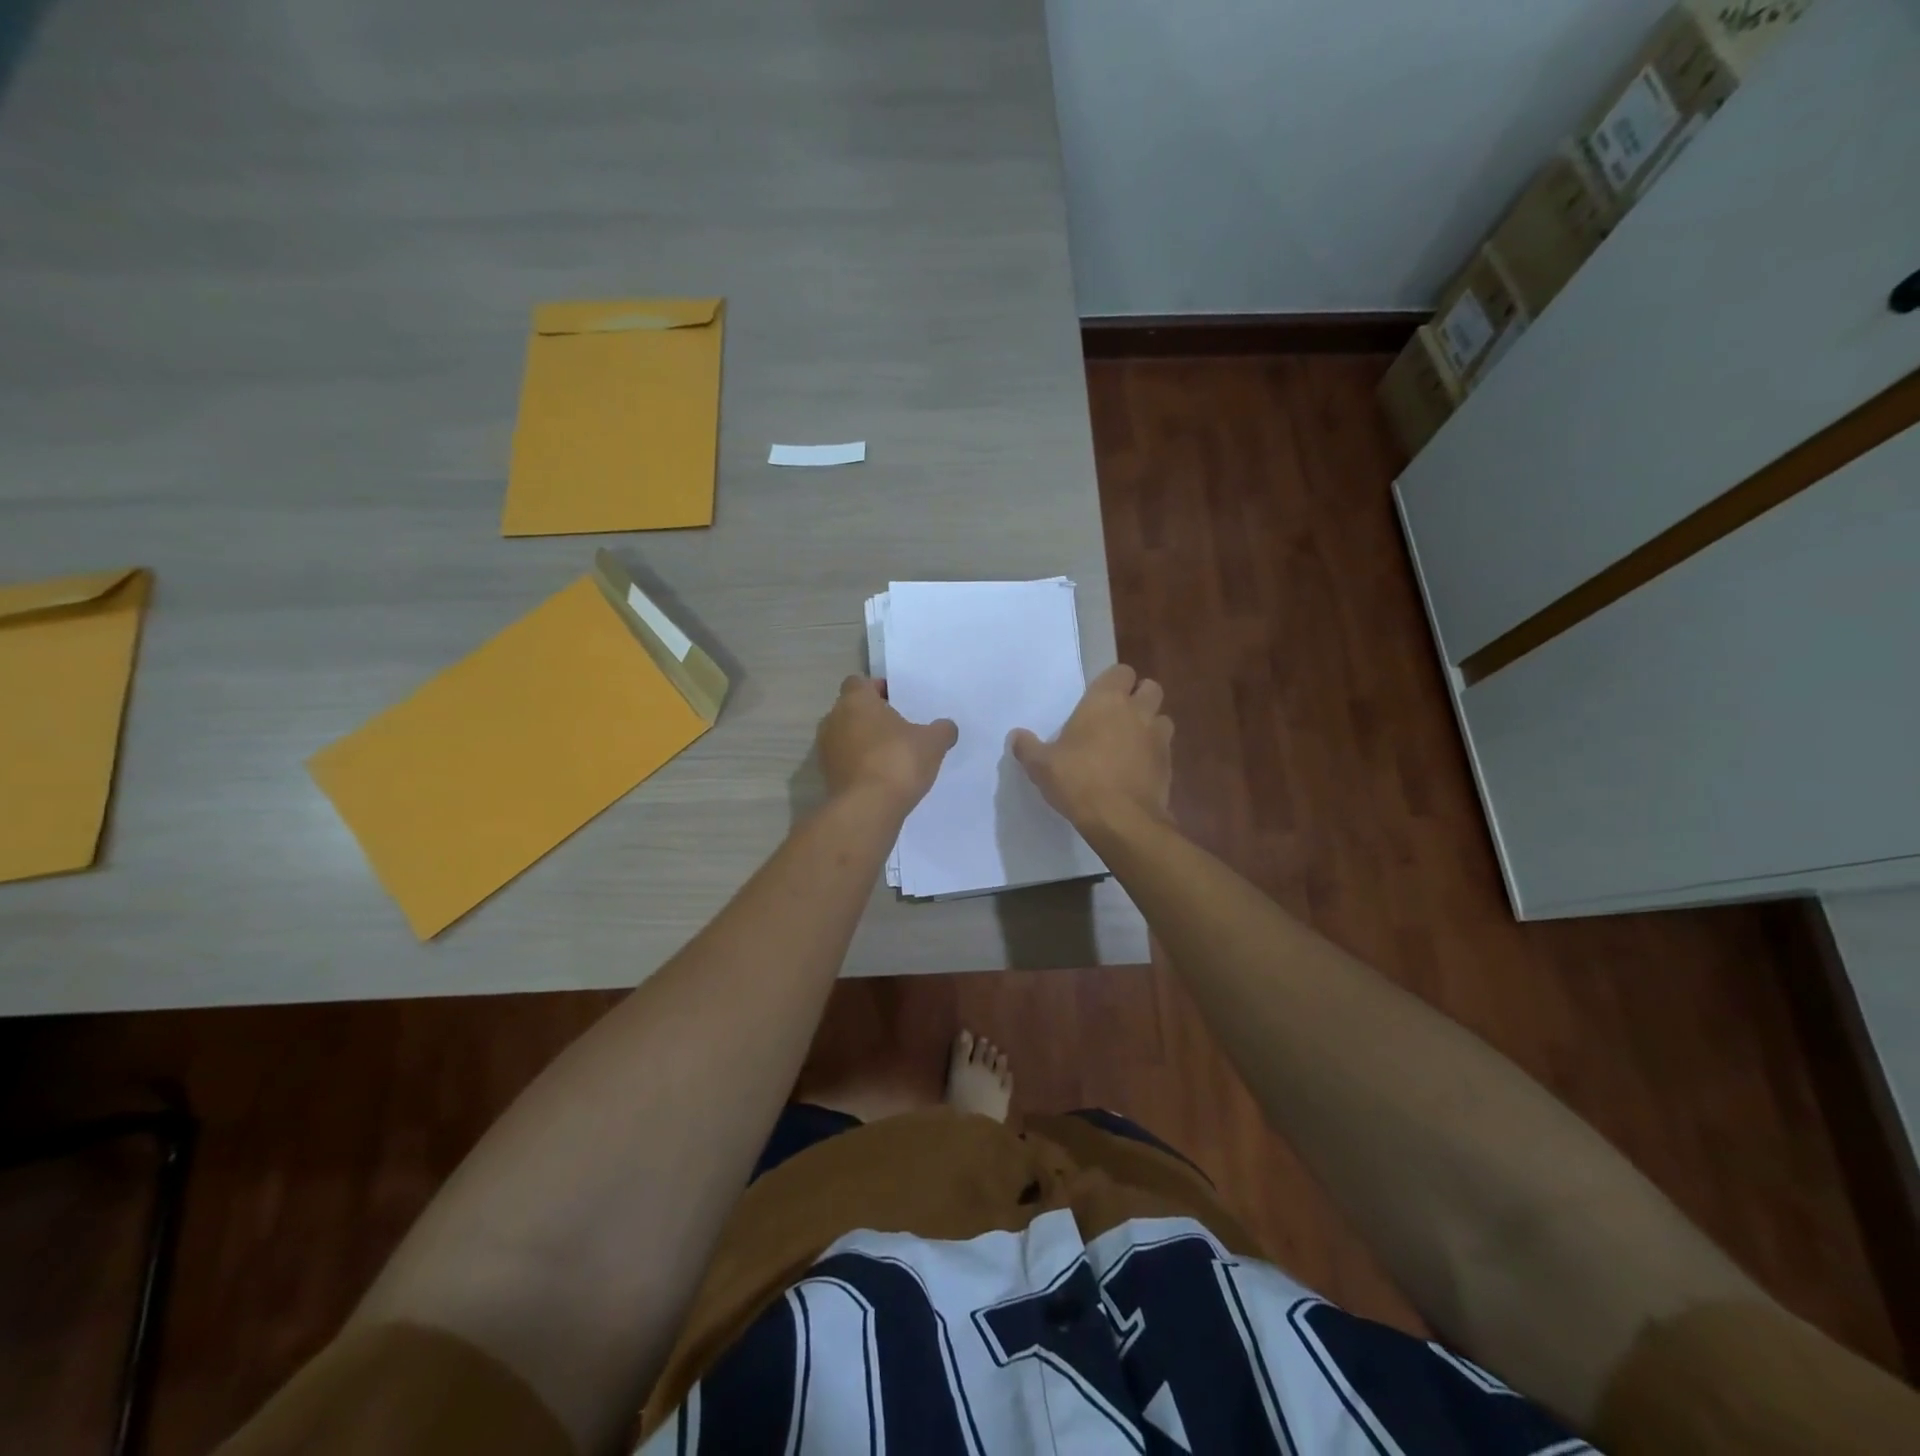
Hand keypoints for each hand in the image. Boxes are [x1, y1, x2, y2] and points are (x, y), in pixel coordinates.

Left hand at [817, 676, 957, 810]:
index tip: (897, 701)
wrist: (867, 809)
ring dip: (863, 743)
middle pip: (851, 710)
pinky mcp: (826, 776)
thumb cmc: (898, 762)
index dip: (877, 689)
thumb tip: (946, 727)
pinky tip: (881, 777)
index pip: (860, 683)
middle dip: (872, 717)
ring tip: (891, 756)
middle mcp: (833, 720)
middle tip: (898, 729)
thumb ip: (941, 730)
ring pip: (846, 737)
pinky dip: (859, 765)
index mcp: (856, 701)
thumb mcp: (932, 743)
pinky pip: (844, 762)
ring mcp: (825, 750)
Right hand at [1008, 664, 1172, 831]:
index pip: (1121, 671)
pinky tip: (1136, 771)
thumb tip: (1015, 736)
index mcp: (1106, 701)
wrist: (1121, 820)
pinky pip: (1164, 749)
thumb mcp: (1041, 766)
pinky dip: (1153, 754)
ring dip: (1149, 725)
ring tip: (1129, 743)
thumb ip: (1027, 747)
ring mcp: (1158, 737)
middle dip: (1138, 697)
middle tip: (1116, 717)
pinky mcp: (1169, 764)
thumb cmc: (1078, 781)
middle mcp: (1137, 711)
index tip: (1098, 698)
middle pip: (1150, 688)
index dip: (1113, 681)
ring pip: (1162, 718)